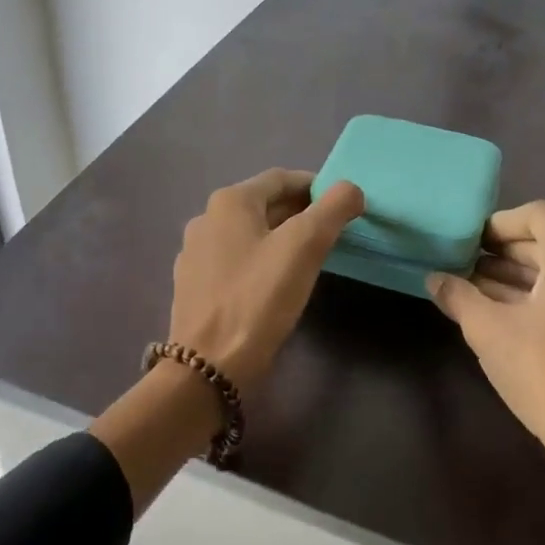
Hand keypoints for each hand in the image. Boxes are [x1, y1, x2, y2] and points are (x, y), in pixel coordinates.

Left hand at [169, 169, 364, 392]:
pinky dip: (260, 261)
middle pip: (264, 205)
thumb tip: (350, 189)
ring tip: (310, 259)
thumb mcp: (305, 247)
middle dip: (301, 213)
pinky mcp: (194, 285)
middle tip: (334, 232)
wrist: (208, 365)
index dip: (316, 186)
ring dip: (281, 238)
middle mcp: (206, 219)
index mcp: (229, 202)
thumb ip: (333, 209)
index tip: (344, 205)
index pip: (282, 179)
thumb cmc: (259, 298)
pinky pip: (235, 261)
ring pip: (250, 234)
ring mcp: (195, 254)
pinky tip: (275, 284)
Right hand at [434, 201, 544, 544]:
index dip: (498, 224)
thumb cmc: (542, 370)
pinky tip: (507, 320)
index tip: (468, 242)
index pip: (536, 215)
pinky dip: (541, 300)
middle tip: (463, 268)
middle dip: (502, 255)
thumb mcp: (488, 330)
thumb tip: (435, 279)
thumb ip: (458, 295)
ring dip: (518, 279)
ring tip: (476, 294)